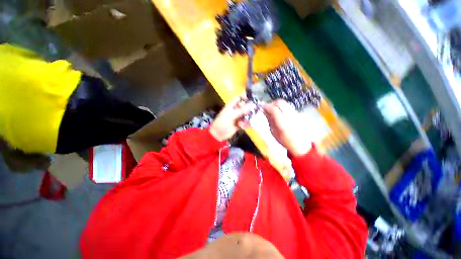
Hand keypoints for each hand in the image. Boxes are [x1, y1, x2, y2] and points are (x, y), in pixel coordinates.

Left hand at [210, 96, 255, 141]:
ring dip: (248, 118)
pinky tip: (242, 127)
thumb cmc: (222, 123)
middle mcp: (236, 110)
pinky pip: (246, 122)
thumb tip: (252, 105)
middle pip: (245, 107)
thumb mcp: (231, 115)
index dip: (245, 97)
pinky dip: (245, 124)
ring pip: (247, 115)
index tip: (253, 100)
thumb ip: (241, 110)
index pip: (239, 98)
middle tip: (256, 112)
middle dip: (250, 109)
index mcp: (232, 105)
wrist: (218, 135)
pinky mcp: (240, 124)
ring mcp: (238, 117)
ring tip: (245, 122)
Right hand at [263, 99, 311, 155]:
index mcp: (283, 124)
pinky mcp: (297, 113)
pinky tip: (277, 111)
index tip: (261, 107)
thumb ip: (269, 120)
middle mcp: (290, 117)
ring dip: (275, 104)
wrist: (300, 144)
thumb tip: (264, 110)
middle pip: (280, 102)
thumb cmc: (285, 141)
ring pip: (284, 102)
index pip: (274, 110)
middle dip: (271, 103)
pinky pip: (287, 105)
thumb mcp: (273, 132)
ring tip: (271, 109)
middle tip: (266, 108)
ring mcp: (295, 114)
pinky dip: (280, 106)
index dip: (266, 106)